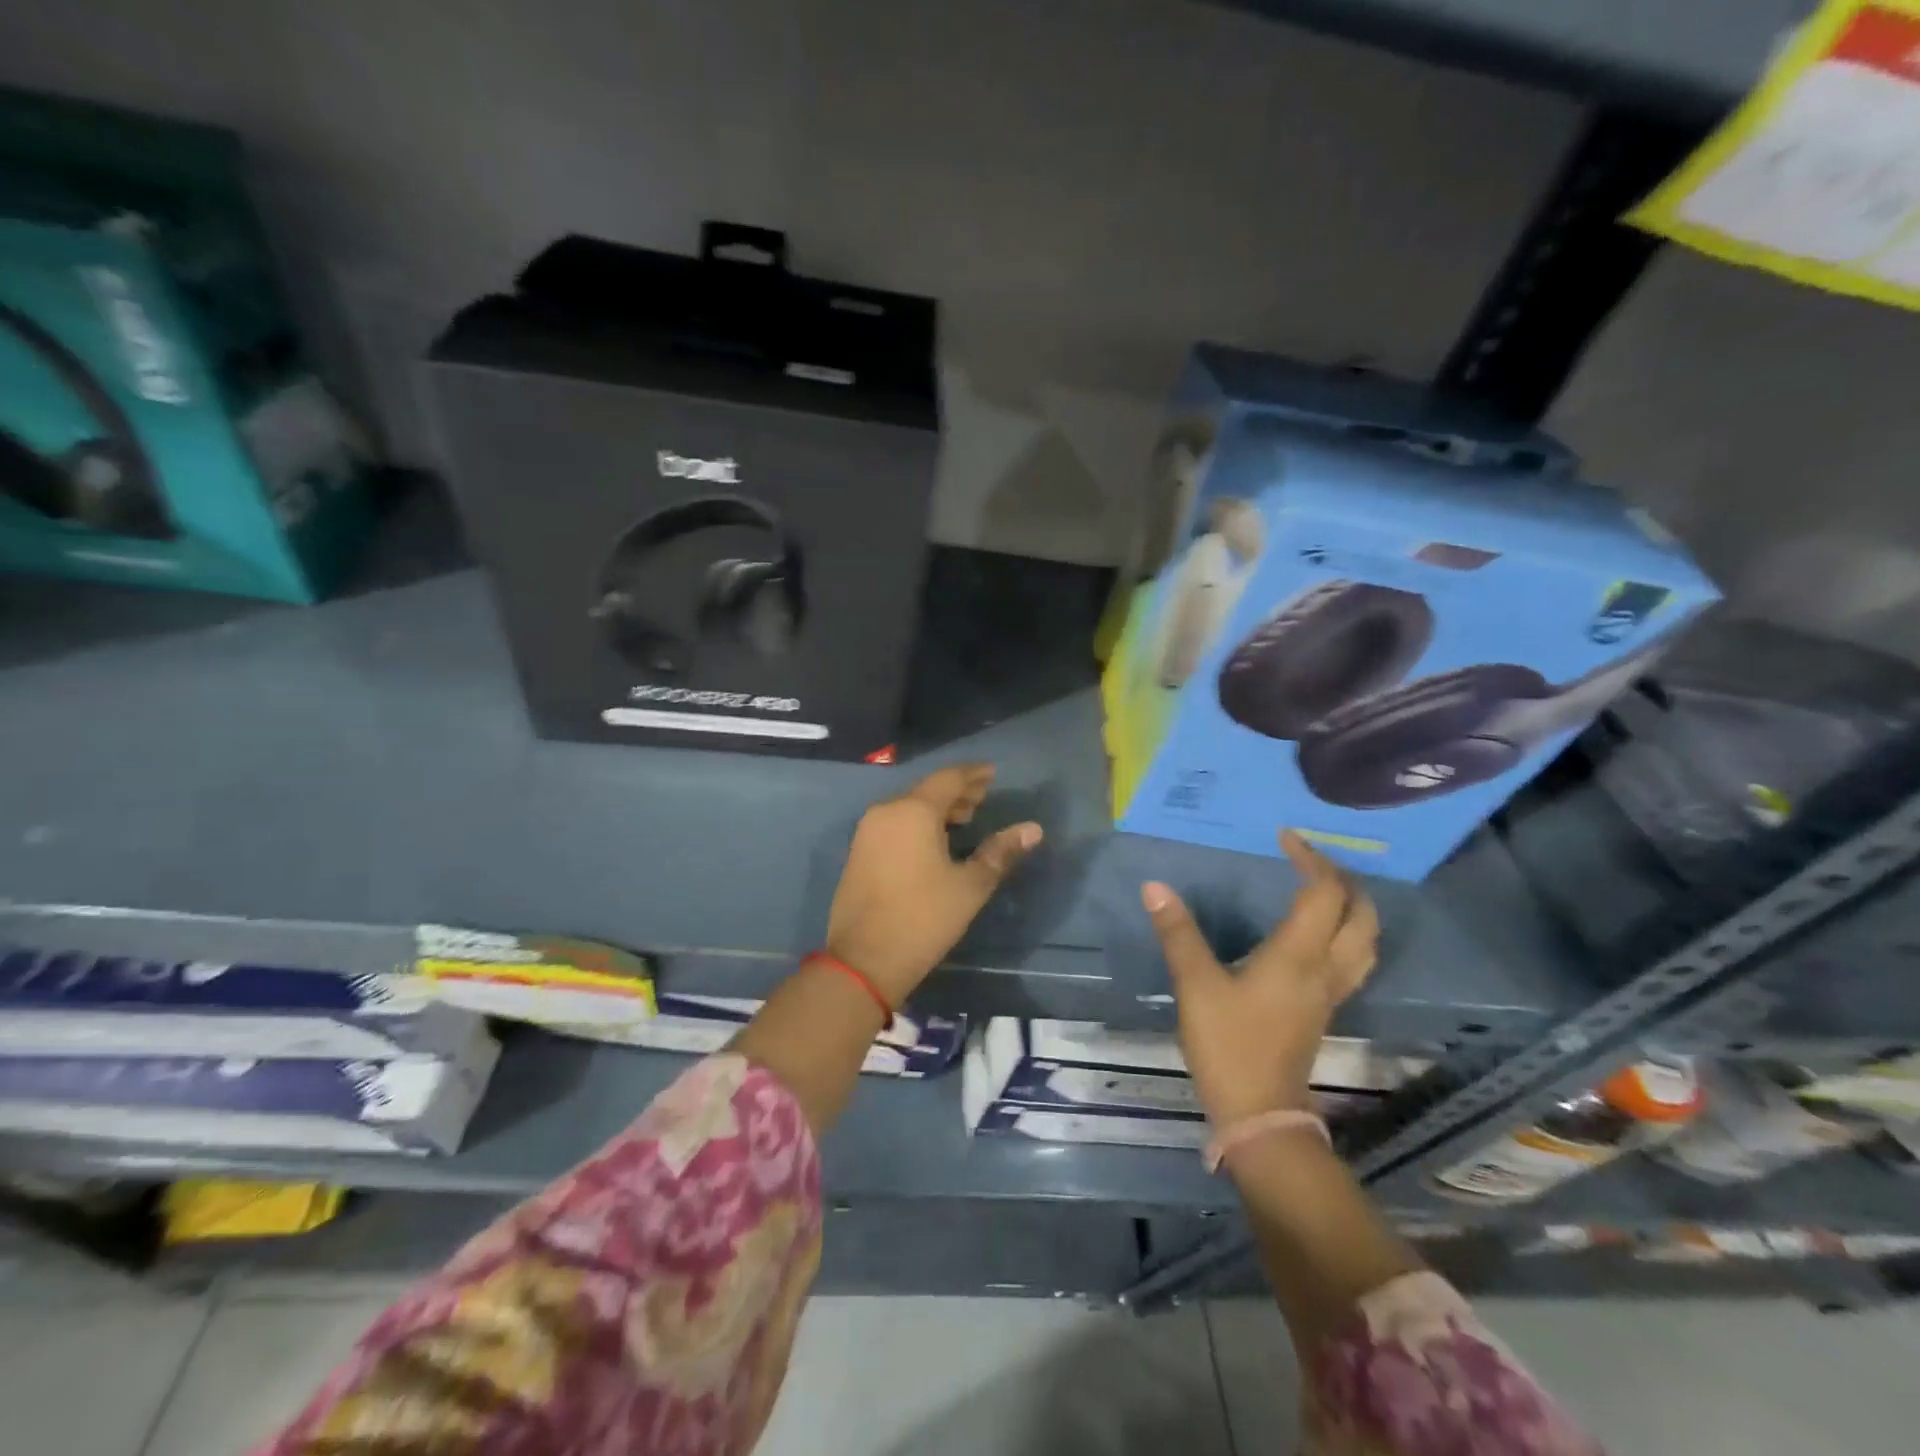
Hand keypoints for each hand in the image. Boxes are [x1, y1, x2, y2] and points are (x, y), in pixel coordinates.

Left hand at [825, 763, 1042, 1007]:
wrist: (863, 960)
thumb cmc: (923, 918)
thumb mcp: (970, 886)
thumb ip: (1000, 852)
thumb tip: (1033, 829)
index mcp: (913, 811)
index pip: (949, 779)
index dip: (974, 775)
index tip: (993, 773)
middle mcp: (886, 811)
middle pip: (926, 790)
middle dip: (957, 792)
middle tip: (983, 798)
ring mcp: (867, 832)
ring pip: (908, 807)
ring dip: (937, 808)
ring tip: (964, 819)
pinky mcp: (859, 852)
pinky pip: (894, 823)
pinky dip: (918, 823)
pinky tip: (934, 841)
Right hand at [1142, 832, 1378, 1125]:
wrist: (1259, 1114)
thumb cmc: (1228, 1044)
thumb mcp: (1196, 985)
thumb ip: (1178, 933)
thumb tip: (1154, 886)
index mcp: (1299, 955)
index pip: (1323, 893)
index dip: (1311, 859)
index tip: (1285, 838)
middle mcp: (1325, 968)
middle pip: (1360, 914)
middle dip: (1343, 879)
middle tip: (1311, 859)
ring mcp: (1331, 992)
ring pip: (1365, 939)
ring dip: (1353, 906)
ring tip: (1325, 888)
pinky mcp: (1324, 1009)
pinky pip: (1353, 959)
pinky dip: (1346, 932)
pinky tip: (1320, 933)